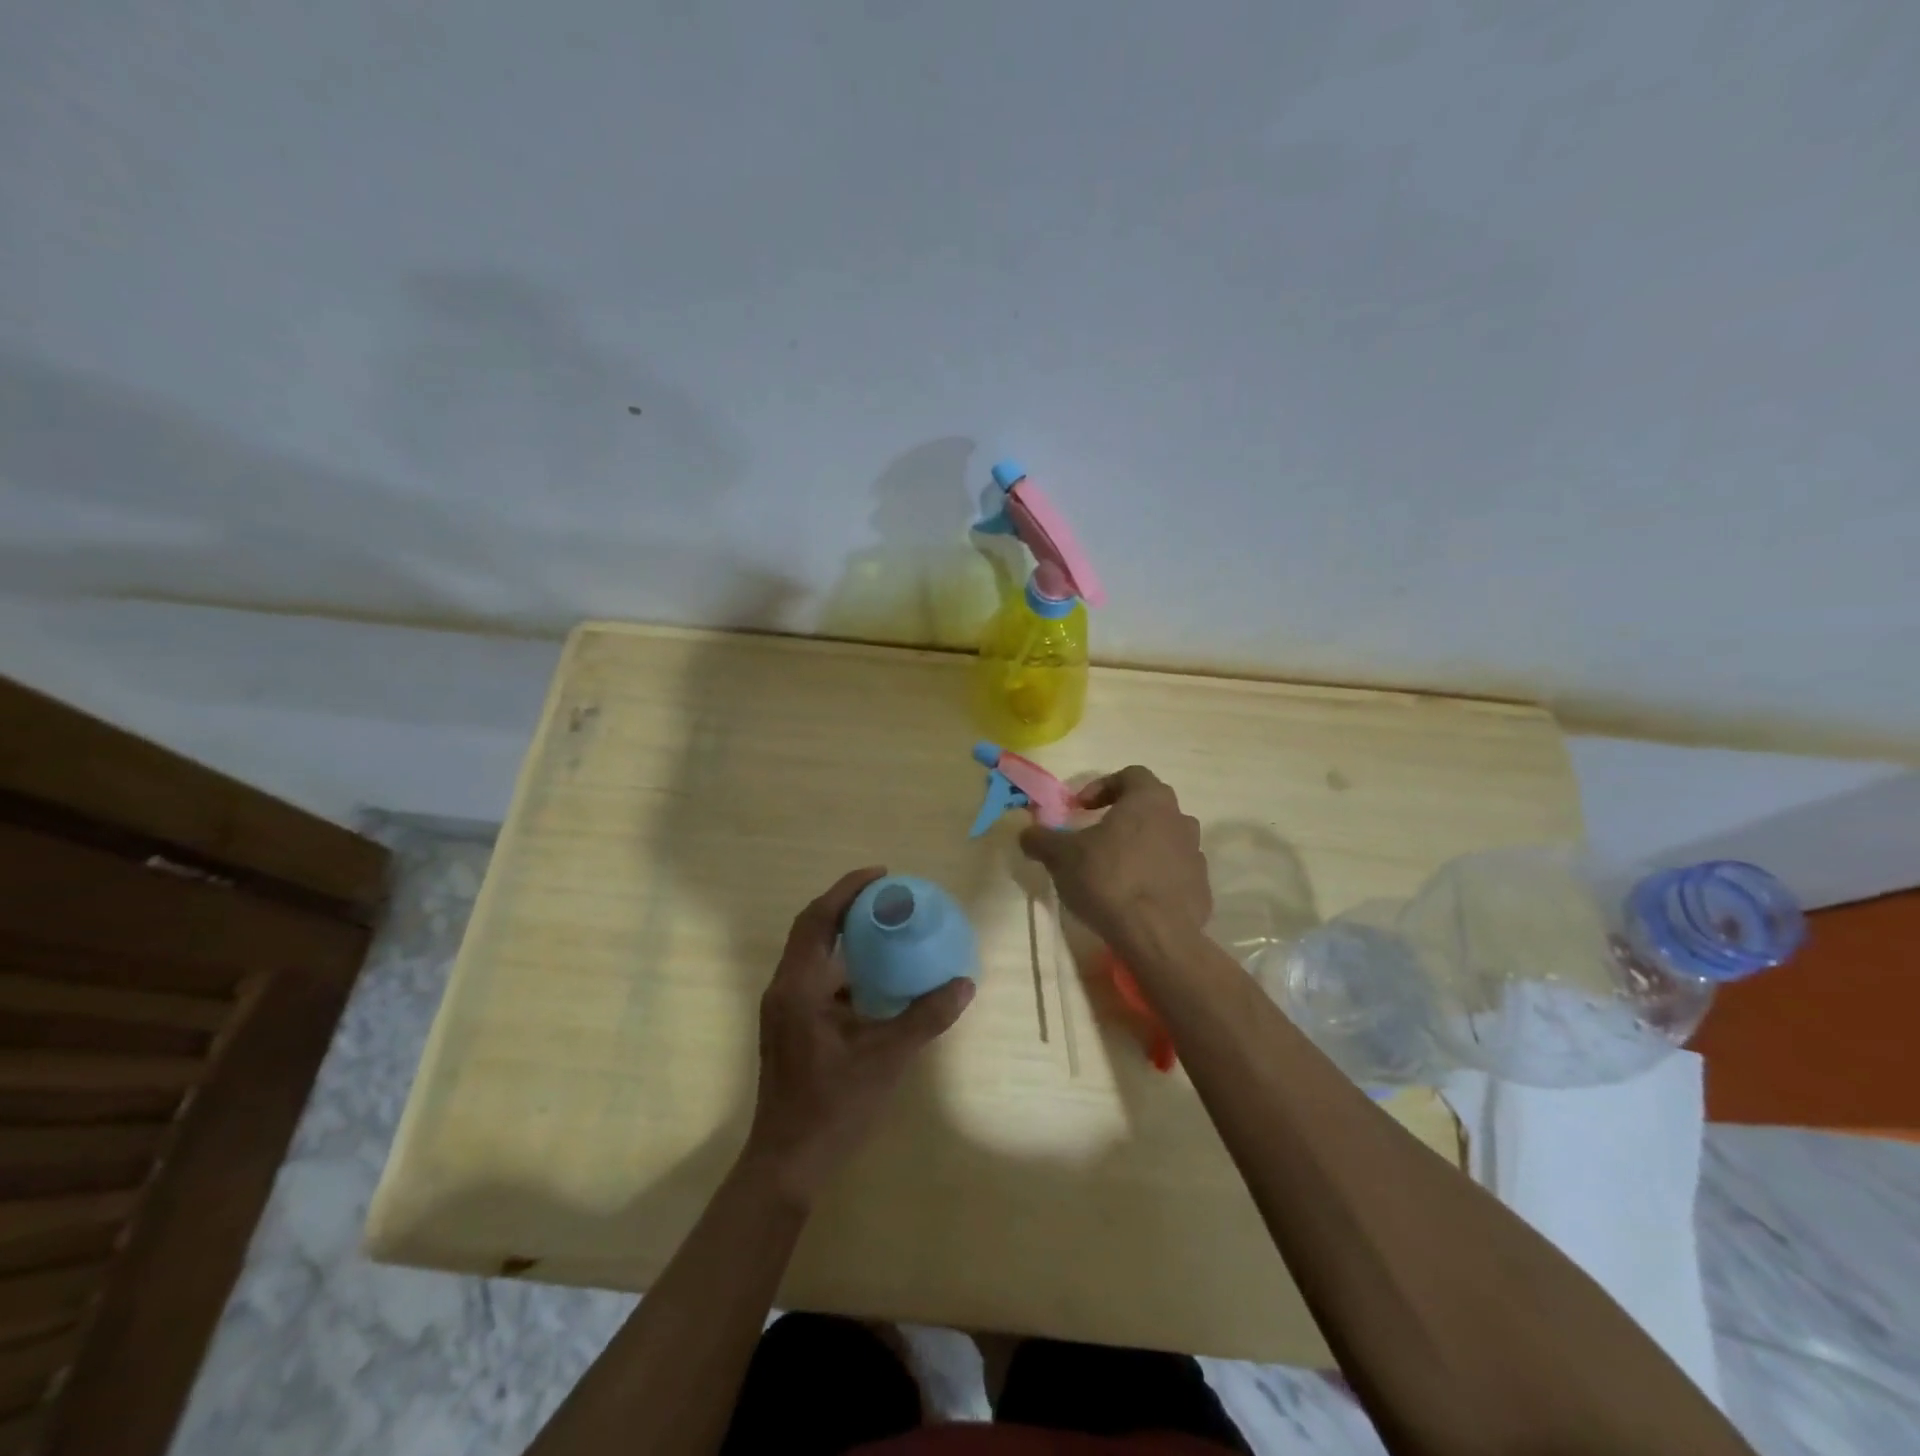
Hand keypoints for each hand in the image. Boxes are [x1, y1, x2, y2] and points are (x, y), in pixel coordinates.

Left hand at [743, 867, 974, 1203]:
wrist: (788, 1162)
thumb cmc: (832, 1106)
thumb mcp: (885, 1058)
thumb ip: (925, 1018)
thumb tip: (964, 983)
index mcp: (798, 987)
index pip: (817, 919)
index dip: (847, 890)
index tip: (882, 876)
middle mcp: (785, 989)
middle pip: (811, 929)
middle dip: (846, 905)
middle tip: (887, 895)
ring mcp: (784, 1009)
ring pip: (812, 954)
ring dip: (843, 934)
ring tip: (884, 926)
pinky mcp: (790, 1026)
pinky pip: (816, 978)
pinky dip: (843, 965)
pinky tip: (874, 976)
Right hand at [1019, 766, 1210, 948]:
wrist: (1156, 935)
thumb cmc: (1108, 879)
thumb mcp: (1061, 856)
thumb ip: (1041, 838)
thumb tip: (1026, 832)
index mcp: (1150, 799)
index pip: (1131, 775)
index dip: (1102, 786)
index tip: (1081, 808)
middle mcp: (1179, 818)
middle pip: (1150, 806)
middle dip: (1123, 817)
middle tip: (1097, 837)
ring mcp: (1195, 854)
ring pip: (1165, 839)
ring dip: (1141, 847)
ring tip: (1116, 870)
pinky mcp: (1201, 887)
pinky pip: (1174, 872)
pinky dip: (1156, 877)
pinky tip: (1134, 897)